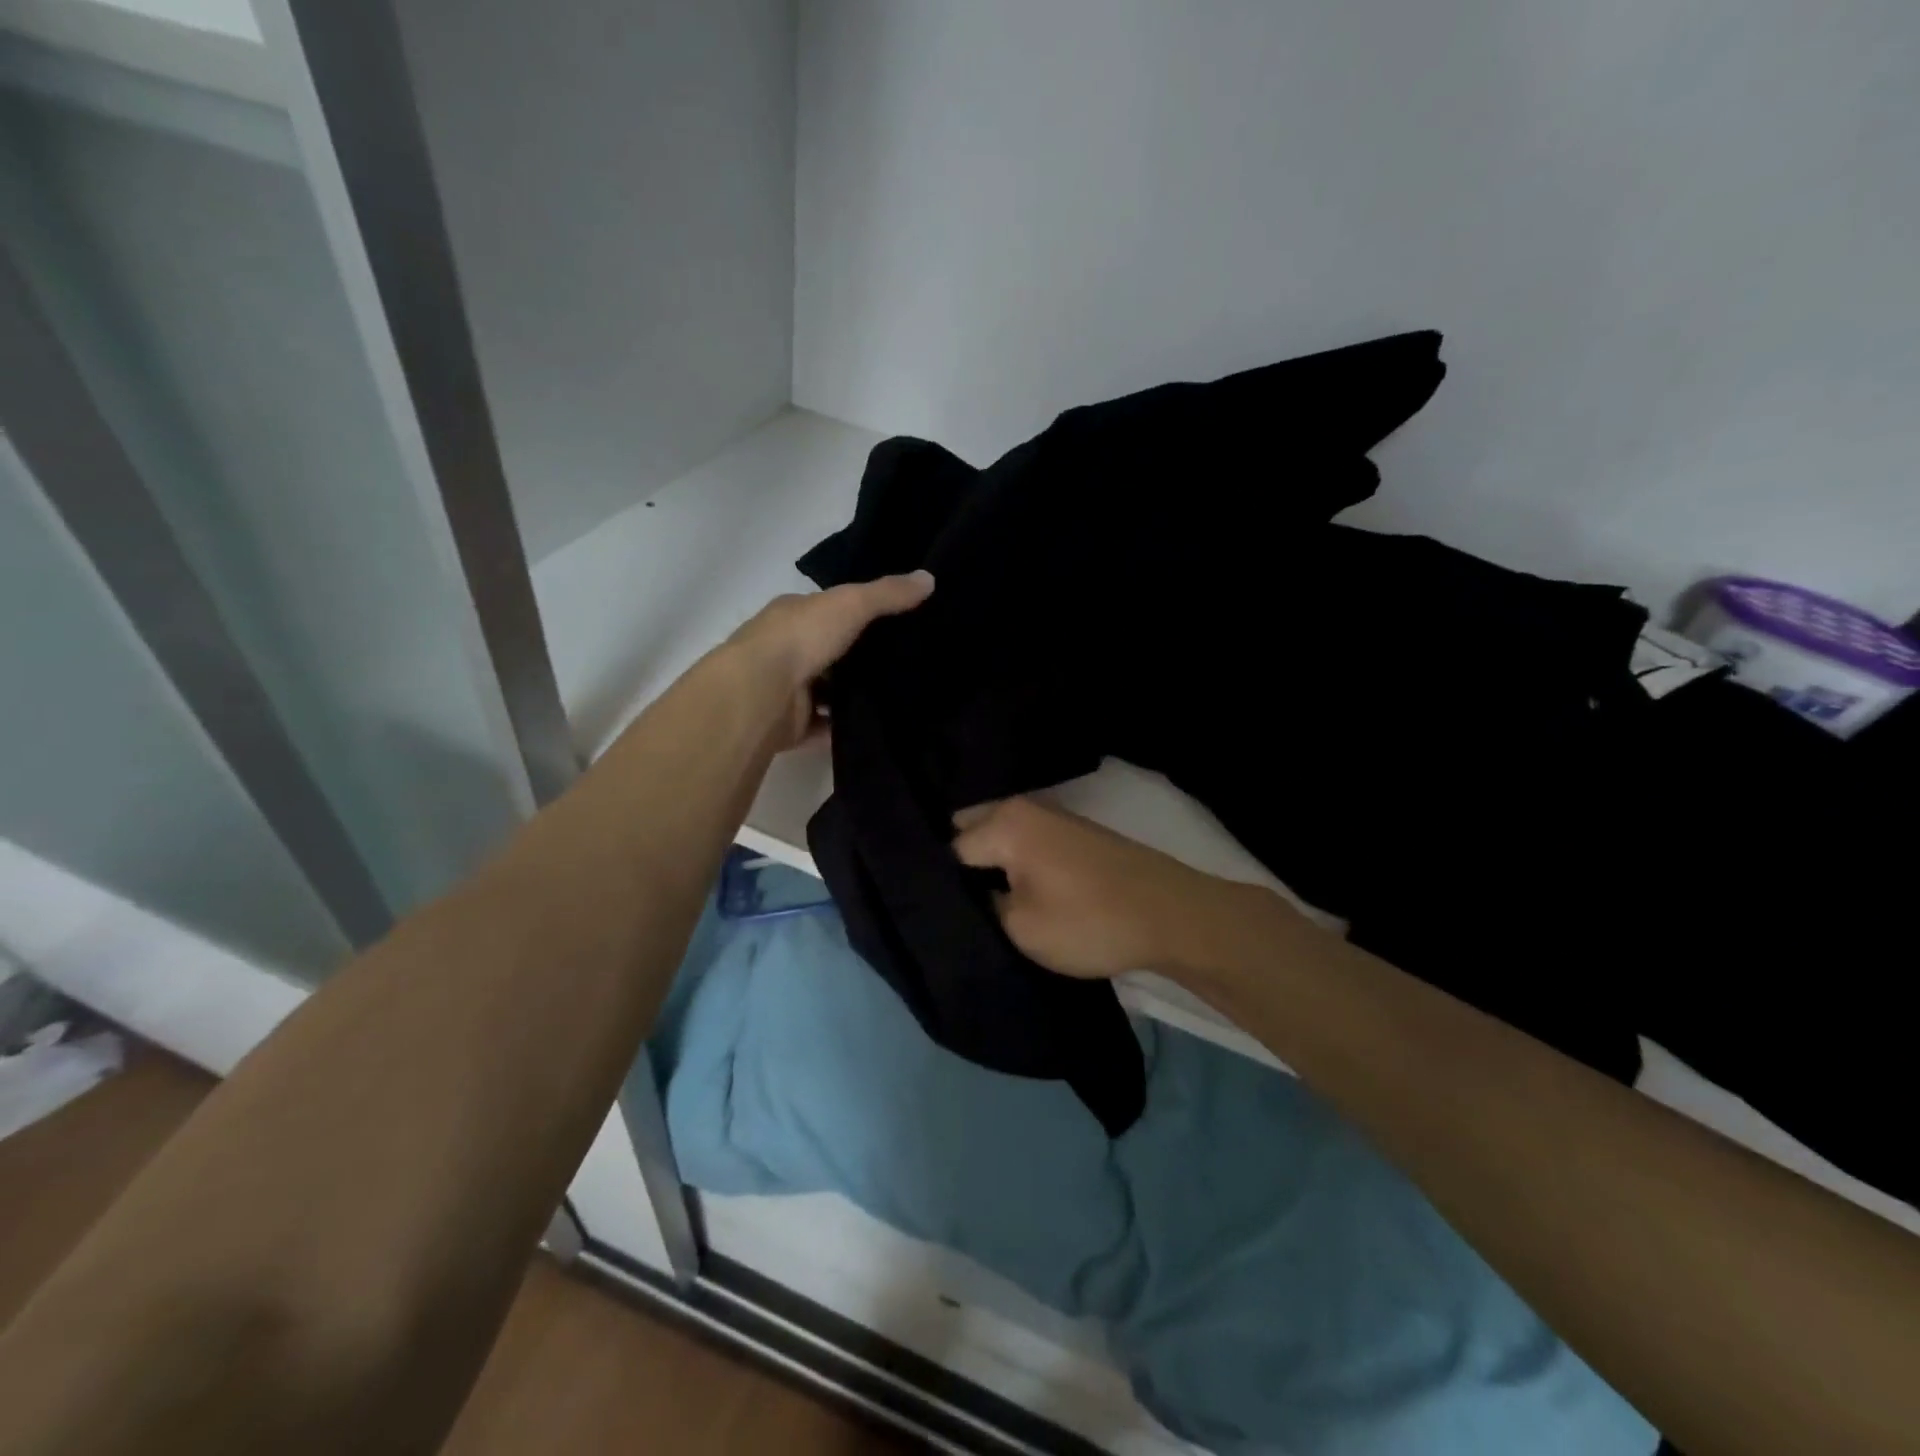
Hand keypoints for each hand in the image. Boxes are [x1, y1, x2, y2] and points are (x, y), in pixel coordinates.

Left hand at [728, 571, 933, 750]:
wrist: (761, 693)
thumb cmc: (802, 638)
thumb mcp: (852, 604)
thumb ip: (888, 594)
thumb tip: (930, 578)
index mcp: (793, 615)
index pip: (829, 610)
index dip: (859, 612)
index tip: (896, 622)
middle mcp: (786, 649)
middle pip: (830, 652)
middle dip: (859, 658)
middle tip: (906, 663)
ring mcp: (787, 690)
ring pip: (827, 691)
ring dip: (853, 695)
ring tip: (899, 697)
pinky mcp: (792, 725)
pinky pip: (826, 727)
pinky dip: (844, 728)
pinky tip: (877, 727)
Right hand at [951, 797, 1243, 979]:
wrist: (1172, 916)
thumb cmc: (1090, 921)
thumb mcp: (1021, 927)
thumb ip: (982, 905)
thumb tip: (969, 893)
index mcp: (1005, 823)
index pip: (950, 849)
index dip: (941, 884)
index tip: (936, 913)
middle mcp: (1024, 807)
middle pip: (972, 830)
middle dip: (960, 864)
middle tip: (954, 905)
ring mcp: (1053, 817)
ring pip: (1000, 835)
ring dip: (989, 863)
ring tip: (979, 902)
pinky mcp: (1074, 834)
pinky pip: (1025, 841)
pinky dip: (1014, 862)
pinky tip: (1014, 891)